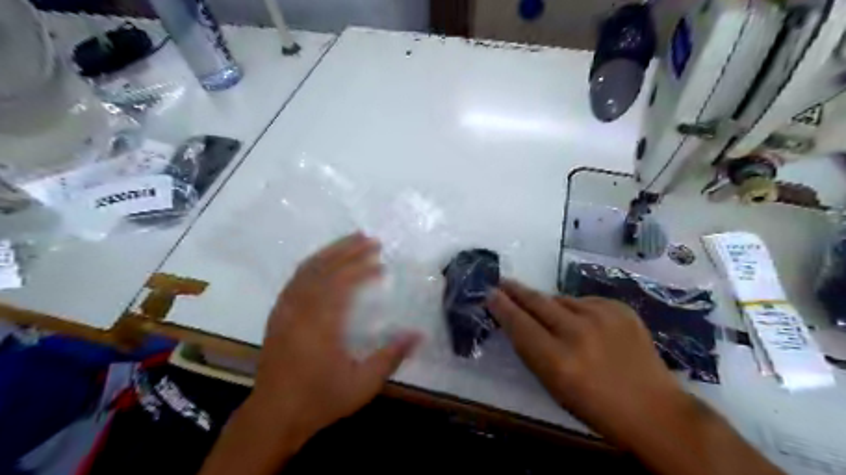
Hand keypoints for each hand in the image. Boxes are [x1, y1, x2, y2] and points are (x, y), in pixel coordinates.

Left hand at [251, 236, 423, 447]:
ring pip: (307, 269)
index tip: (381, 263)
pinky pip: (295, 279)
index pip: (342, 283)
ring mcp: (285, 310)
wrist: (273, 416)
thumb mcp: (363, 384)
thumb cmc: (320, 399)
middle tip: (371, 240)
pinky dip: (313, 264)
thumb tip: (418, 334)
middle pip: (325, 269)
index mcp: (321, 324)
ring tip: (351, 240)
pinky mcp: (278, 314)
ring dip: (330, 252)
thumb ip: (391, 356)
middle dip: (349, 251)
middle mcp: (300, 310)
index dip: (363, 268)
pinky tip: (325, 262)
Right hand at [486, 278, 689, 444]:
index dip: (502, 307)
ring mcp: (602, 316)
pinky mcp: (620, 309)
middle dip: (517, 291)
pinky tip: (585, 325)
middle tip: (503, 282)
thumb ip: (533, 351)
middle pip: (537, 302)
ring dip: (551, 306)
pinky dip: (578, 310)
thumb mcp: (553, 386)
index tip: (490, 293)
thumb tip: (517, 321)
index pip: (519, 324)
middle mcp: (578, 333)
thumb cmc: (595, 407)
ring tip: (553, 319)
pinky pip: (585, 302)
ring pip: (561, 300)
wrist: (654, 410)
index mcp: (558, 361)